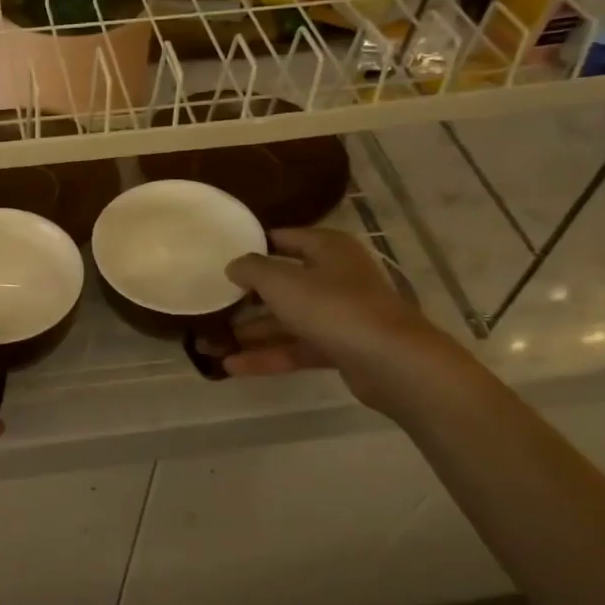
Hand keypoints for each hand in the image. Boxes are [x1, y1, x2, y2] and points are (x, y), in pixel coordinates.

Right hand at [222, 227, 464, 411]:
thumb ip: (251, 269)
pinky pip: (297, 347)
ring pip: (288, 319)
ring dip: (253, 331)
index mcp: (327, 249)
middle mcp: (336, 277)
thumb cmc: (333, 307)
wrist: (391, 362)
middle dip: (247, 296)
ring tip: (213, 342)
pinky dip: (268, 356)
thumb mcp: (281, 281)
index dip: (254, 245)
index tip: (222, 256)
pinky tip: (233, 366)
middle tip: (212, 303)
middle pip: (284, 283)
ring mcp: (340, 314)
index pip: (285, 238)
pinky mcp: (341, 348)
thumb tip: (234, 265)